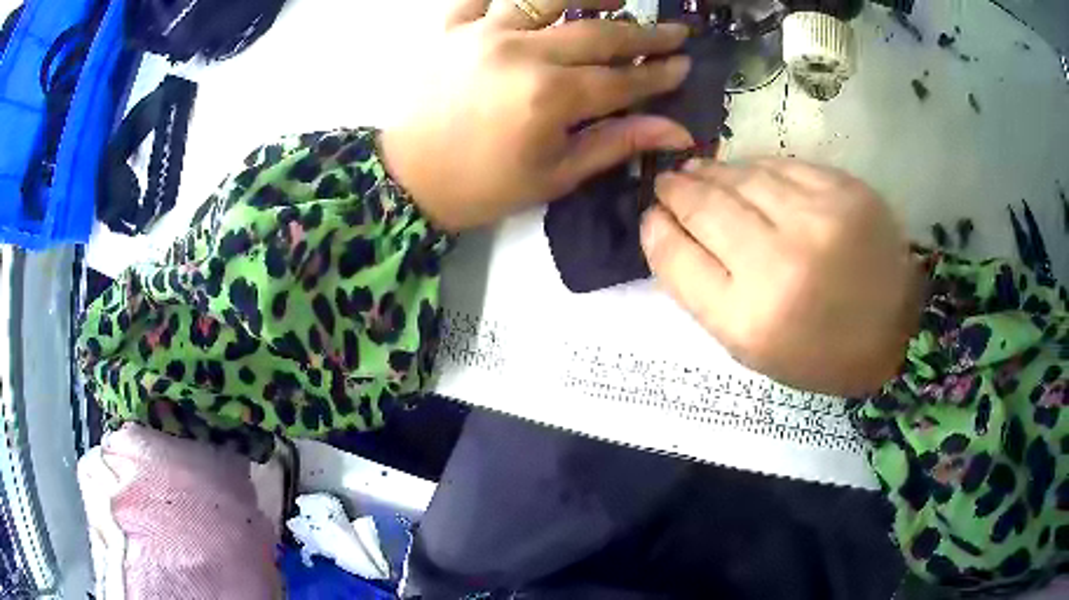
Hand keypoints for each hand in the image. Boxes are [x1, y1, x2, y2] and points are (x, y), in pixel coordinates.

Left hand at [381, 0, 694, 231]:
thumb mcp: (555, 175)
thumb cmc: (483, 186)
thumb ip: (617, 143)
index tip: (685, 63)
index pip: (623, 78)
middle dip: (645, 33)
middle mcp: (522, 52)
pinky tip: (531, 2)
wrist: (406, 180)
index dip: (659, 72)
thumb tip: (677, 131)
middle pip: (598, 34)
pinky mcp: (450, 28)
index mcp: (550, 97)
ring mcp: (483, 33)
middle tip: (675, 31)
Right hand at [641, 158, 923, 396]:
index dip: (656, 231)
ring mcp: (816, 220)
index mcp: (749, 319)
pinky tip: (744, 172)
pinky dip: (754, 167)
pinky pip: (780, 165)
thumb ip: (703, 291)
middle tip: (667, 184)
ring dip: (711, 172)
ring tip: (698, 171)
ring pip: (740, 177)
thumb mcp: (751, 347)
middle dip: (676, 191)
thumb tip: (666, 230)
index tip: (651, 217)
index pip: (676, 258)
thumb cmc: (819, 352)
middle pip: (704, 208)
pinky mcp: (844, 191)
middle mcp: (779, 264)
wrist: (897, 332)